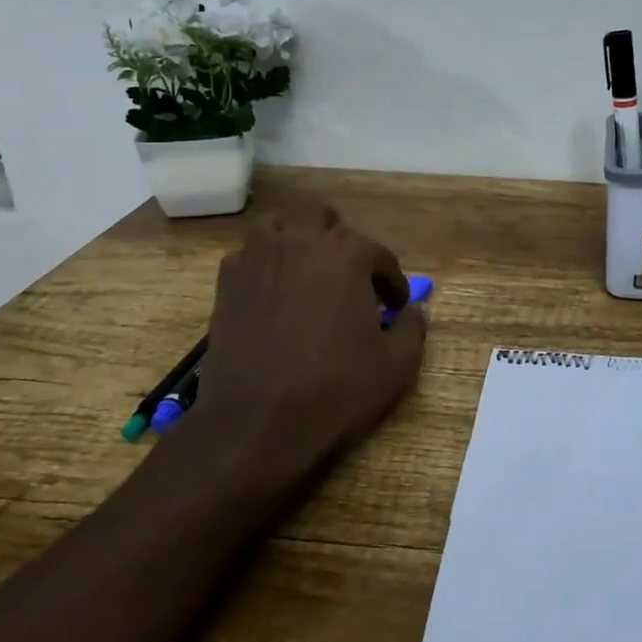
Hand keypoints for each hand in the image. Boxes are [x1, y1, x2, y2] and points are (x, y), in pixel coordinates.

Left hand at [192, 202, 426, 485]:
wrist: (256, 423)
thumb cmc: (334, 389)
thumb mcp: (396, 366)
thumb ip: (414, 328)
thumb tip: (414, 310)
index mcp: (347, 254)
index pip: (379, 254)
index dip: (392, 282)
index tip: (395, 307)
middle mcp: (301, 242)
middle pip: (322, 218)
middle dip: (340, 241)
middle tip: (349, 277)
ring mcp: (258, 258)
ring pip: (278, 224)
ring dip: (296, 239)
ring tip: (307, 271)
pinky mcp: (227, 282)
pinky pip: (248, 254)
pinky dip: (263, 263)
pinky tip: (272, 292)